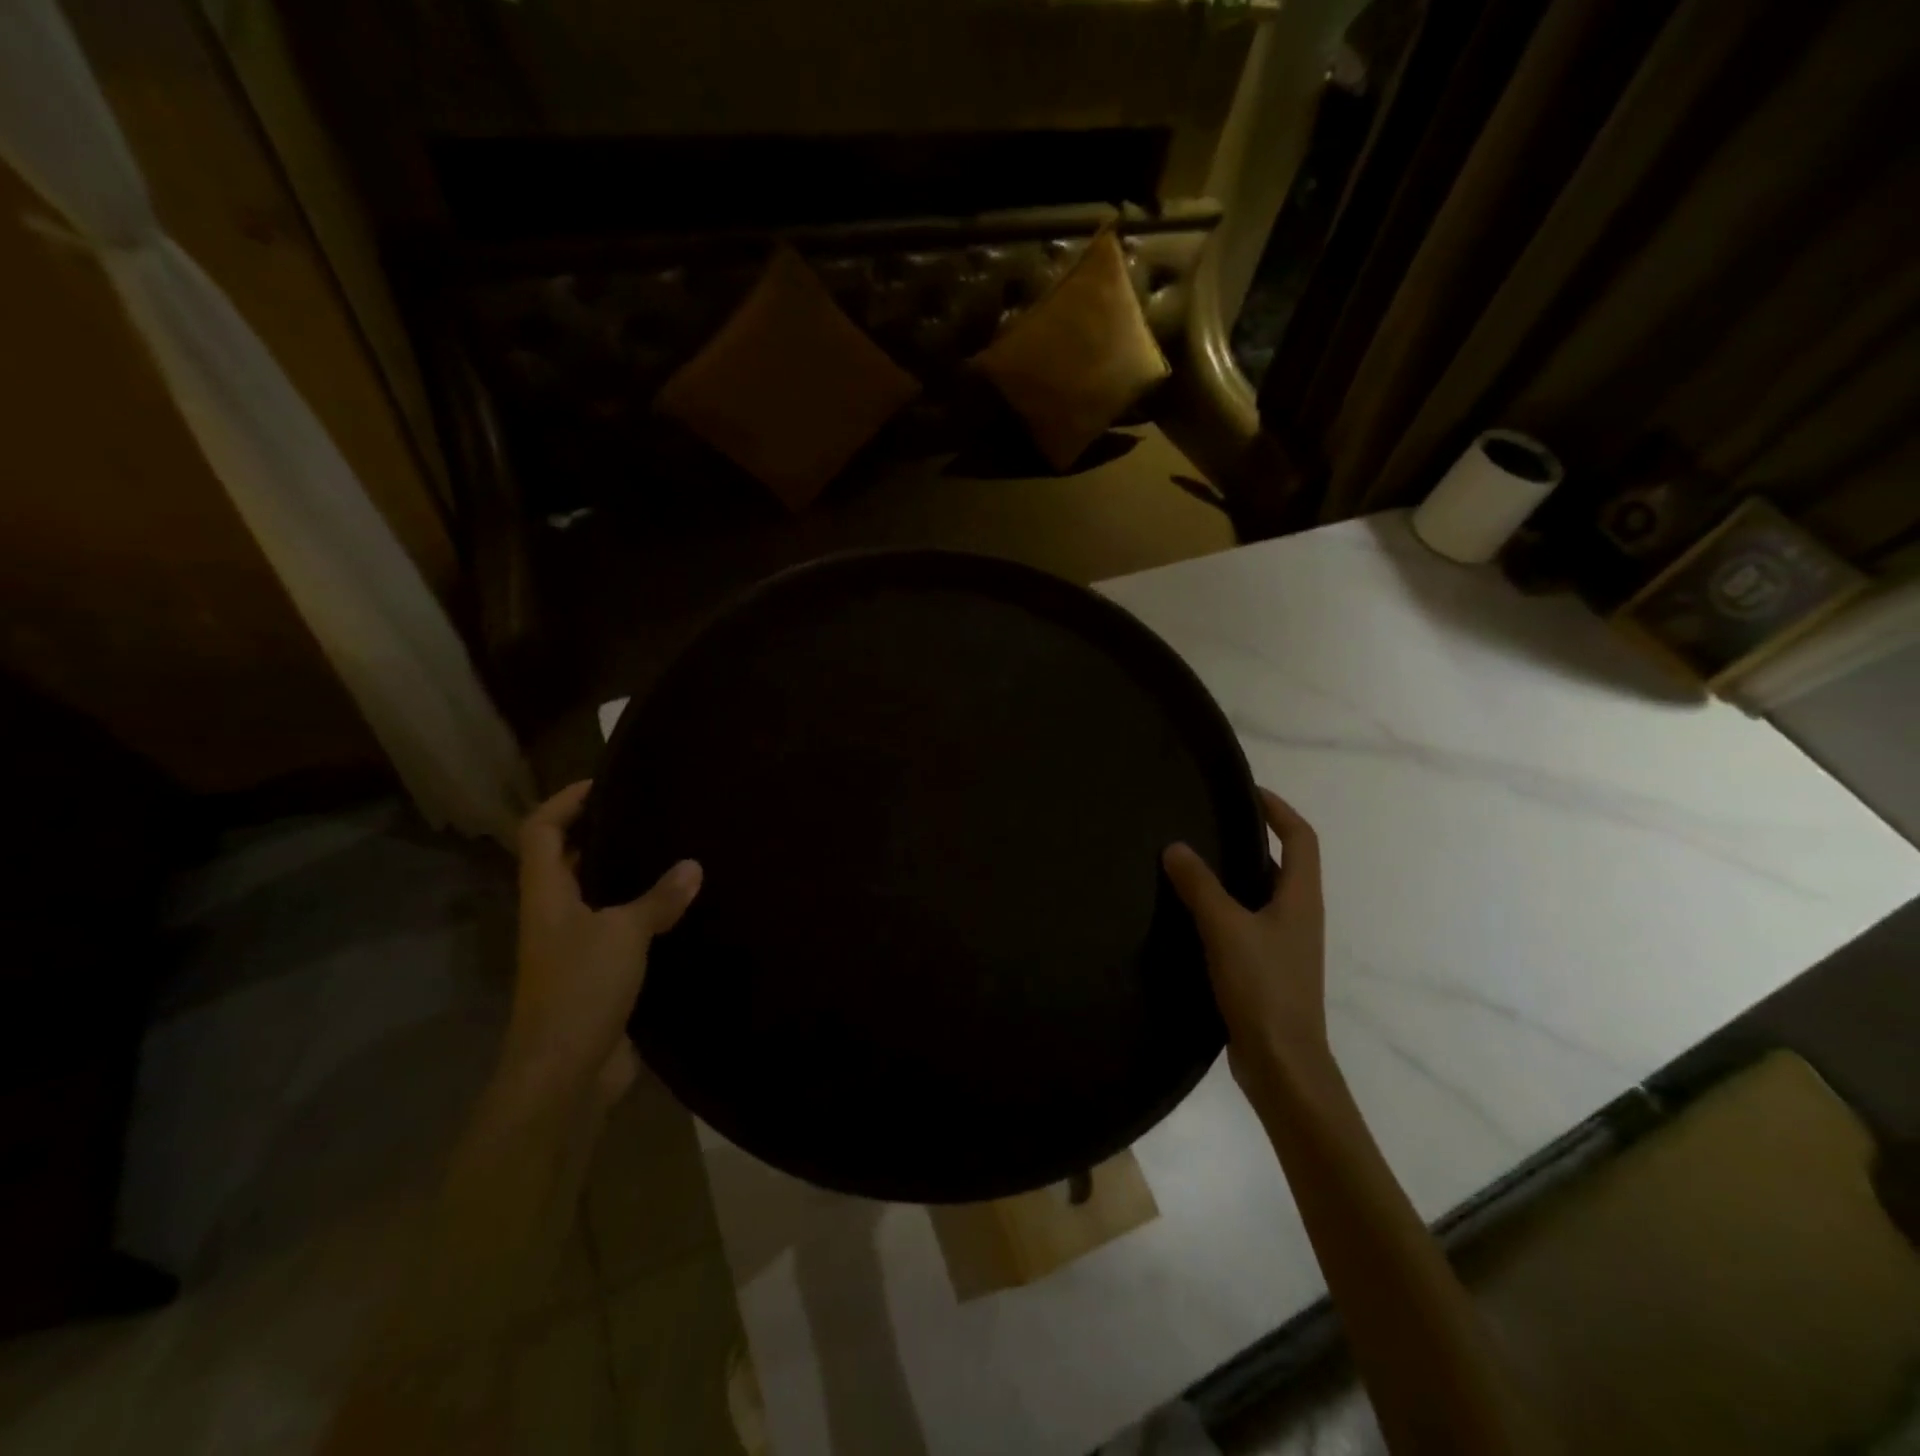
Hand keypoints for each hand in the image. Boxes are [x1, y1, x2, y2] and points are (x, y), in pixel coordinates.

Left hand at [506, 781, 701, 1106]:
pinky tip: (677, 911)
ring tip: (670, 853)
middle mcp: (554, 916)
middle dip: (597, 833)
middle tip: (647, 814)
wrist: (565, 1074)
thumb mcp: (624, 934)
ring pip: (595, 896)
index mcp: (547, 896)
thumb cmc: (582, 989)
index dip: (565, 801)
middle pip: (564, 860)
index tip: (604, 783)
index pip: (540, 831)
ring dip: (623, 875)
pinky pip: (619, 931)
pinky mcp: (597, 976)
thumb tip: (693, 866)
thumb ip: (658, 898)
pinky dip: (643, 915)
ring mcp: (573, 948)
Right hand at [1163, 787, 1327, 1092]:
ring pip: (1263, 894)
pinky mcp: (1268, 967)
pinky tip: (1192, 912)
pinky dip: (1226, 906)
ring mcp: (1286, 944)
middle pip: (1284, 862)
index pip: (1300, 837)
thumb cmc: (1263, 987)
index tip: (1246, 792)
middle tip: (1209, 823)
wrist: (1283, 1062)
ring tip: (1193, 860)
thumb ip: (1199, 885)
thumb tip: (1175, 846)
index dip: (1278, 809)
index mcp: (1301, 898)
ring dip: (1236, 873)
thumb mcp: (1225, 928)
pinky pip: (1248, 921)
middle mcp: (1300, 915)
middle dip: (1253, 837)